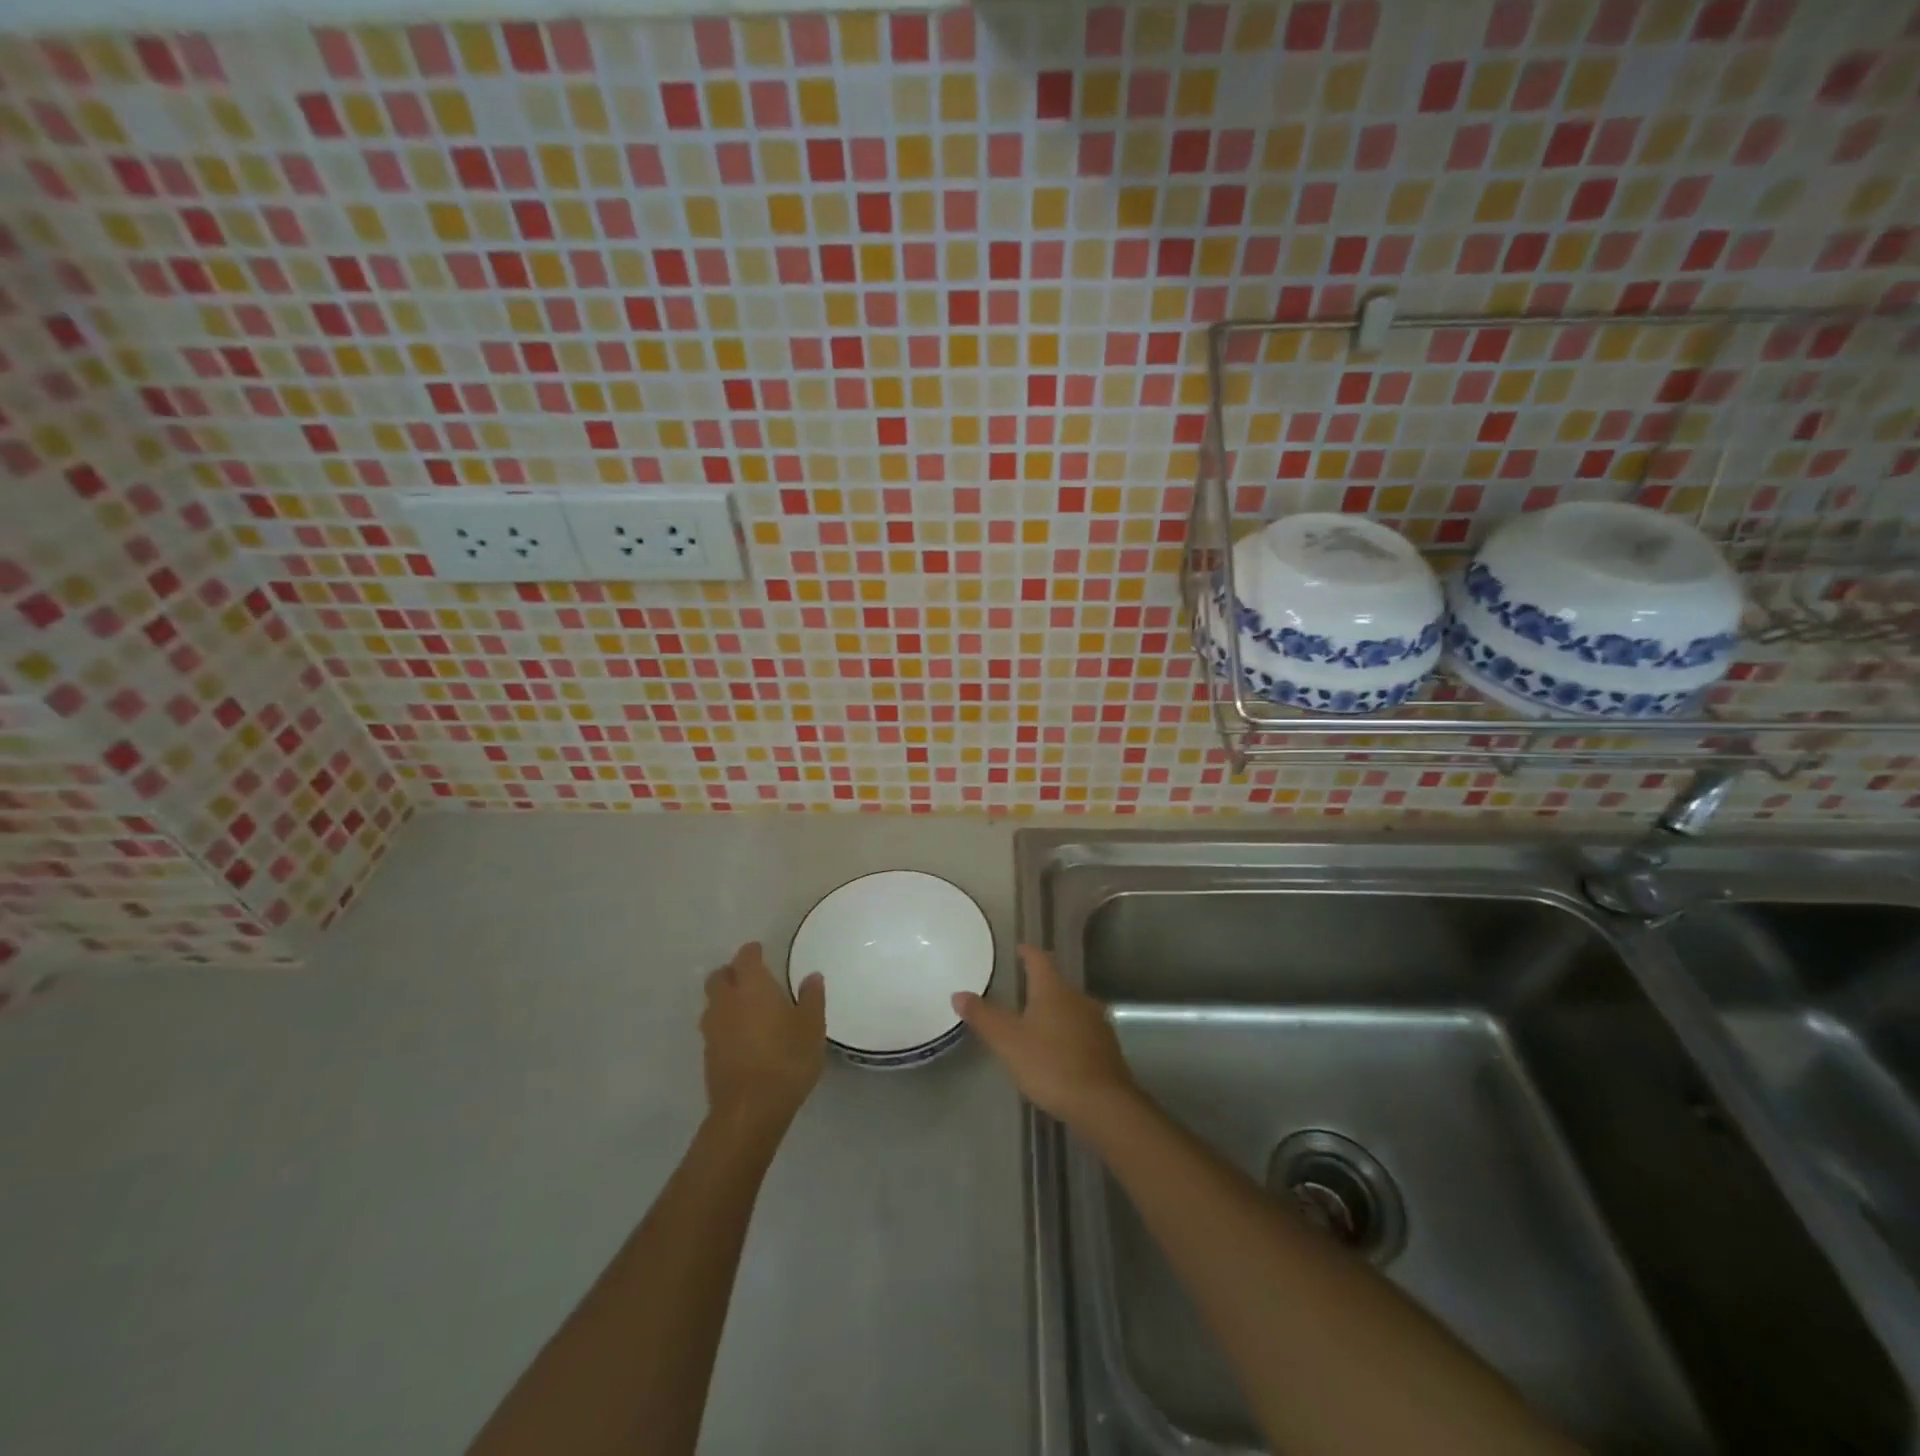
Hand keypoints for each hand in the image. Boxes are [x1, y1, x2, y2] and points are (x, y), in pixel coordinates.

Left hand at [701, 941, 826, 1137]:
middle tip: (750, 977)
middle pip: (719, 976)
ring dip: (725, 998)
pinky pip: (714, 1027)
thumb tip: (812, 977)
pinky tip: (741, 1036)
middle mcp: (727, 1001)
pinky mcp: (708, 1054)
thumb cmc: (787, 1060)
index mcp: (752, 986)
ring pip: (712, 1002)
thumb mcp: (812, 1027)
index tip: (760, 951)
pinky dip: (724, 1023)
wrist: (749, 1110)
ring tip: (746, 1007)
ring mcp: (713, 1029)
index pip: (746, 957)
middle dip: (731, 972)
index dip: (752, 952)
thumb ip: (812, 998)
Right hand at [952, 945, 1136, 1126]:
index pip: (1039, 959)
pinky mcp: (1107, 1047)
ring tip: (1037, 1022)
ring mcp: (1097, 1022)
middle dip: (1040, 985)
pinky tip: (1060, 1051)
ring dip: (1055, 1010)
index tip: (1019, 948)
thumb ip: (983, 1016)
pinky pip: (1083, 1030)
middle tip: (1021, 990)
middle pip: (1056, 983)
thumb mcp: (1008, 1041)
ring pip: (1071, 1007)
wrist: (1103, 1104)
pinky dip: (1068, 1033)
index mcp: (1053, 989)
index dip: (1027, 952)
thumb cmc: (1050, 1064)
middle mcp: (1078, 997)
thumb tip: (958, 993)